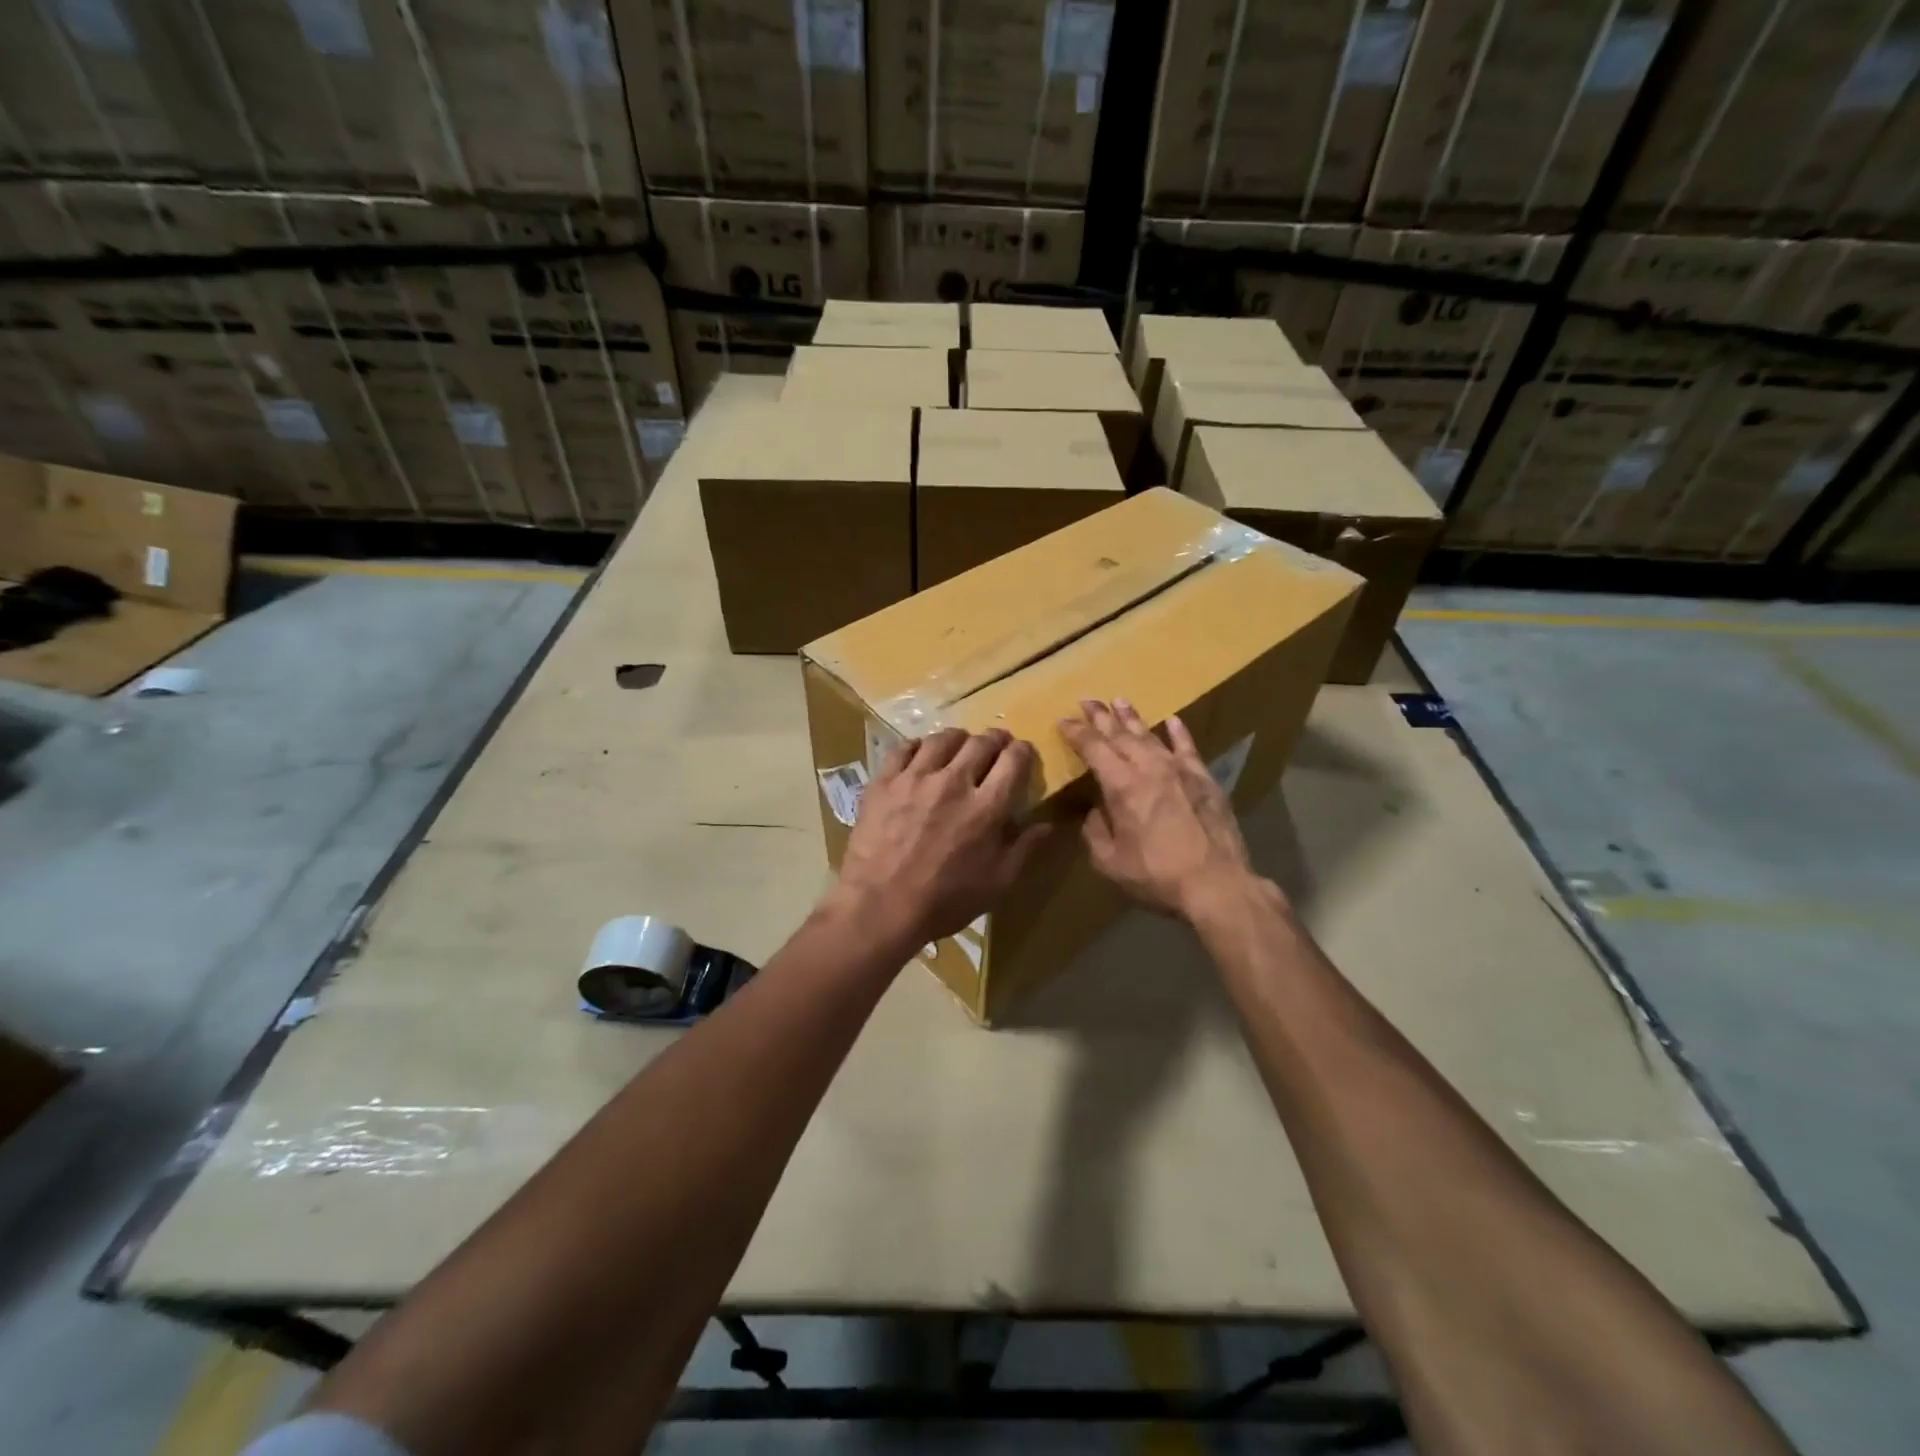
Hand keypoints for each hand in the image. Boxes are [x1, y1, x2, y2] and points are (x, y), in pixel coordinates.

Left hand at [828, 728, 1048, 949]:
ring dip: (959, 739)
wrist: (880, 906)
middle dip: (996, 740)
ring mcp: (916, 777)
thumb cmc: (944, 901)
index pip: (1014, 759)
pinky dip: (919, 746)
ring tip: (960, 747)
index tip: (1023, 755)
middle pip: (981, 742)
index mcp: (987, 806)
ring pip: (944, 738)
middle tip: (996, 746)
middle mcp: (954, 781)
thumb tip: (1048, 823)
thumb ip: (1025, 848)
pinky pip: (904, 747)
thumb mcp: (997, 884)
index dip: (1023, 751)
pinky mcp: (884, 781)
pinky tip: (921, 755)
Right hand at [1058, 699, 1264, 921]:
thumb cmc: (1157, 876)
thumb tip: (1094, 811)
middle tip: (1087, 699)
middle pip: (1120, 734)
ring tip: (1119, 701)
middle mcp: (1149, 768)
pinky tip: (1172, 719)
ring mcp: (1180, 770)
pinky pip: (1188, 747)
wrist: (1217, 884)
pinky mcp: (1204, 779)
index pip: (1093, 748)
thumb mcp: (1110, 862)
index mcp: (1122, 786)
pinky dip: (1178, 732)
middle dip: (1100, 716)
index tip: (1063, 720)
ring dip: (1132, 718)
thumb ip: (1095, 831)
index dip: (1076, 732)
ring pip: (1151, 735)